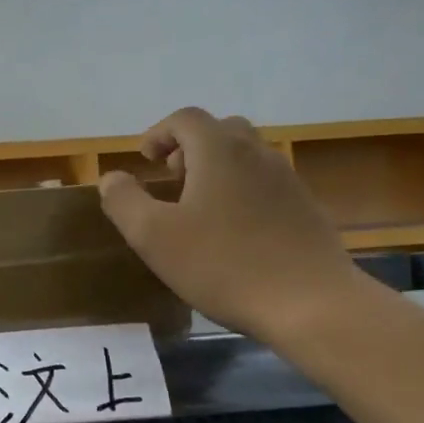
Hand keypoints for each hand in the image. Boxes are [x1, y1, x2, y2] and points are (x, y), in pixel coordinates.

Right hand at [98, 107, 365, 342]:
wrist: (312, 304)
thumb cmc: (222, 264)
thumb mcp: (152, 236)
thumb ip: (123, 200)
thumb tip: (112, 178)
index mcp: (219, 151)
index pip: (185, 118)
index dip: (159, 133)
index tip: (145, 161)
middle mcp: (257, 154)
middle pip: (220, 130)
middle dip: (190, 146)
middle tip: (172, 178)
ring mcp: (287, 180)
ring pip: (246, 155)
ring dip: (217, 168)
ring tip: (198, 206)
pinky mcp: (306, 208)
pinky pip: (266, 182)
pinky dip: (241, 190)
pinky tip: (232, 231)